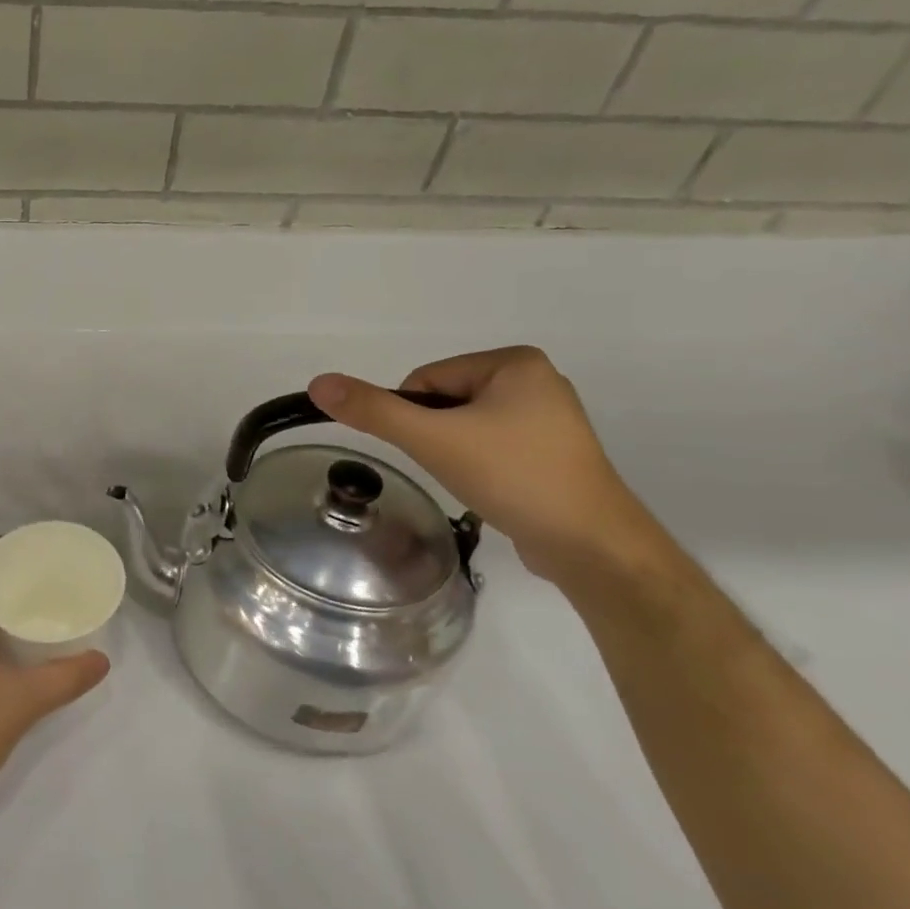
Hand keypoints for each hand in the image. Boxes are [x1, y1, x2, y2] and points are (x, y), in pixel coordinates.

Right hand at [308, 347, 663, 581]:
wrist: (591, 545)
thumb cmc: (514, 476)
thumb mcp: (433, 439)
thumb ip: (373, 410)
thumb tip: (318, 382)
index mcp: (514, 362)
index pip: (427, 379)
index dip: (414, 417)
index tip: (434, 449)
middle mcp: (536, 381)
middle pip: (445, 402)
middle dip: (437, 437)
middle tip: (456, 468)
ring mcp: (549, 419)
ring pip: (466, 427)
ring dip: (456, 453)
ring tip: (477, 481)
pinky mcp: (553, 453)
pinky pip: (493, 447)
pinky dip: (481, 466)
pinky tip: (494, 489)